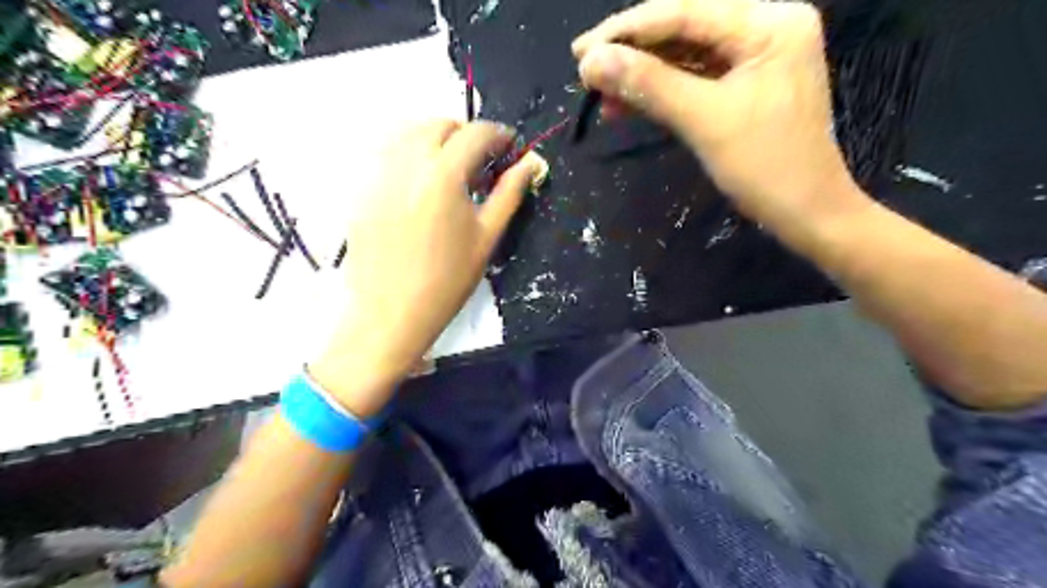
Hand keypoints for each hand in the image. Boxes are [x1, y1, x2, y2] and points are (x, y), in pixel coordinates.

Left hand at [308, 120, 543, 415]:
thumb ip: (509, 193)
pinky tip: (420, 185)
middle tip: (480, 163)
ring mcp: (378, 174)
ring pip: (409, 133)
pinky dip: (410, 155)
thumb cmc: (447, 280)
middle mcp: (407, 162)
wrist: (391, 313)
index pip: (475, 133)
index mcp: (443, 174)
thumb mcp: (487, 236)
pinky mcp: (362, 189)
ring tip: (450, 171)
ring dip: (436, 140)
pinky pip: (388, 155)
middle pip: (439, 125)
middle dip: (466, 135)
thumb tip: (532, 162)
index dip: (499, 134)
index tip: (511, 147)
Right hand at [572, 0, 867, 234]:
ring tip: (599, 92)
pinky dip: (660, 91)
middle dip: (632, 51)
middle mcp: (765, 26)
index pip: (685, 12)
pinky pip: (694, 77)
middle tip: (585, 68)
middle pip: (684, 28)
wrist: (807, 212)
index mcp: (769, 22)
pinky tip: (627, 103)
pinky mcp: (745, 83)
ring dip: (641, 74)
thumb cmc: (766, 167)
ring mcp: (756, 55)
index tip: (581, 52)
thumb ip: (649, 85)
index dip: (626, 31)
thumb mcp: (704, 121)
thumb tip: (592, 62)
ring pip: (684, 55)